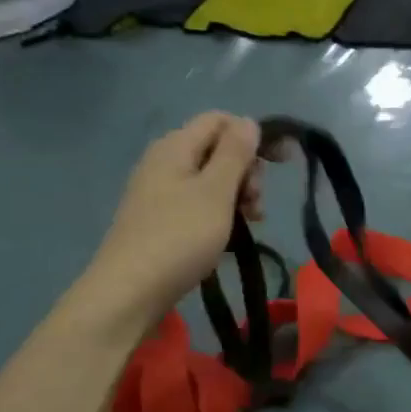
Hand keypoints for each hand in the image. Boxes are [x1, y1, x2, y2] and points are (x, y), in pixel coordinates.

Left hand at [73, 114, 272, 332]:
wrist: (129, 291)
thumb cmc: (179, 236)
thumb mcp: (216, 191)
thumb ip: (235, 153)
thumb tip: (248, 121)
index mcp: (175, 147)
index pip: (220, 120)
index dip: (253, 135)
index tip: (281, 163)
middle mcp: (164, 162)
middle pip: (217, 149)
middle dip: (247, 170)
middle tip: (257, 203)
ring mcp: (159, 191)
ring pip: (211, 178)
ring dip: (238, 194)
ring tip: (252, 222)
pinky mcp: (160, 218)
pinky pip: (199, 201)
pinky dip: (221, 211)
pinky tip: (231, 234)